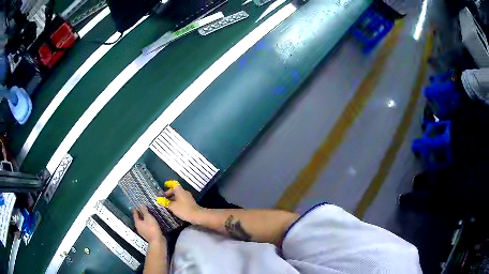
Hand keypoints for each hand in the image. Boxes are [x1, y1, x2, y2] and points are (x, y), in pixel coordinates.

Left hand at [133, 206, 164, 243]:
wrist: (157, 241)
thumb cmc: (152, 228)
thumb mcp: (148, 217)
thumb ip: (144, 211)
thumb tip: (140, 205)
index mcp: (137, 222)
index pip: (135, 214)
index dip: (136, 209)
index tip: (138, 205)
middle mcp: (138, 227)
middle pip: (138, 219)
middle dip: (141, 214)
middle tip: (145, 209)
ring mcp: (143, 232)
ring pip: (143, 223)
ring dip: (145, 219)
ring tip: (150, 215)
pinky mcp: (148, 235)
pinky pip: (147, 227)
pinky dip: (149, 224)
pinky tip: (153, 223)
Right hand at [166, 186, 202, 222]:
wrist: (197, 215)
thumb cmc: (183, 209)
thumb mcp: (172, 206)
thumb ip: (165, 202)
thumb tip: (159, 199)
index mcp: (180, 190)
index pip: (172, 186)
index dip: (167, 189)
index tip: (163, 195)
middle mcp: (184, 192)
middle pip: (176, 191)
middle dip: (170, 196)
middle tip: (164, 201)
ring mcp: (188, 197)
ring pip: (179, 197)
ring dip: (173, 200)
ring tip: (169, 206)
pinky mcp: (191, 203)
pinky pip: (182, 201)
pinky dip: (178, 203)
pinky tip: (175, 209)